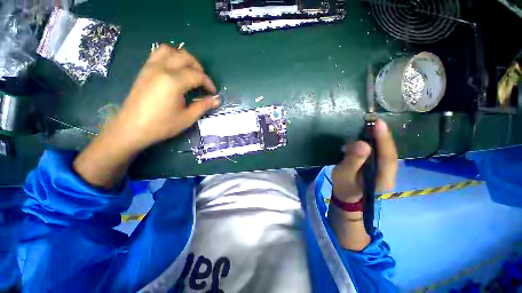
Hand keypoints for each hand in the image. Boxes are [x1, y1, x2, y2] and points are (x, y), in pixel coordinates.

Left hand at [110, 44, 219, 151]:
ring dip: (183, 58)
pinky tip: (174, 70)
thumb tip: (216, 100)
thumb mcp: (187, 118)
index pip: (198, 75)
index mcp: (174, 81)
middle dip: (199, 68)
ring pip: (170, 50)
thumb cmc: (161, 125)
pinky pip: (158, 54)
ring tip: (189, 72)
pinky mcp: (144, 70)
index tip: (213, 93)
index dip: (209, 83)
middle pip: (186, 57)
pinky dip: (170, 57)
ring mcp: (151, 67)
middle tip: (203, 82)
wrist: (132, 128)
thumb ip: (203, 106)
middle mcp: (162, 69)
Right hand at [331, 119, 397, 202]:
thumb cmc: (344, 186)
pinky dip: (377, 142)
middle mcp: (389, 174)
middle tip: (374, 121)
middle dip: (383, 136)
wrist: (347, 196)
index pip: (387, 157)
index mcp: (382, 179)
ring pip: (387, 152)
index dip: (383, 140)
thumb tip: (362, 144)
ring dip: (381, 138)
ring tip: (373, 125)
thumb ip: (353, 161)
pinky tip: (371, 135)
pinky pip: (381, 153)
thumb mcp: (344, 174)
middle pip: (390, 153)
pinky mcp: (380, 167)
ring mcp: (386, 171)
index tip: (378, 123)